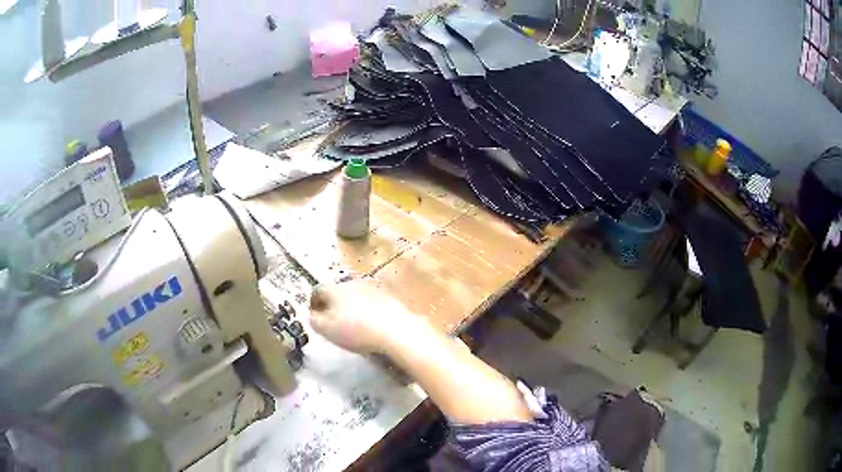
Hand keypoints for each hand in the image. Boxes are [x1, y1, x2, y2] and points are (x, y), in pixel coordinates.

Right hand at [309, 279, 417, 353]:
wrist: (394, 330)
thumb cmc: (355, 330)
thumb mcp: (325, 329)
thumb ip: (314, 321)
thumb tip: (313, 315)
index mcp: (334, 288)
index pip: (317, 290)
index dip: (313, 303)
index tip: (315, 316)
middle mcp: (352, 282)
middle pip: (337, 291)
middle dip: (332, 304)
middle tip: (332, 321)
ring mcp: (372, 287)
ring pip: (355, 295)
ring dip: (350, 306)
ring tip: (353, 324)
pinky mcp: (388, 296)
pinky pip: (371, 301)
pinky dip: (367, 310)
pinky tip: (370, 324)